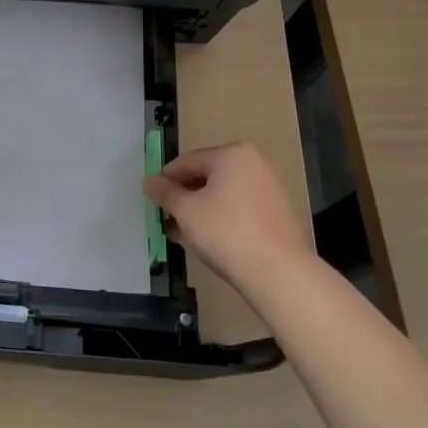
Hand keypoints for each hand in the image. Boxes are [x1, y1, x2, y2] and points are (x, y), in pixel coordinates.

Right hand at [142, 143, 314, 295]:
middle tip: (165, 216)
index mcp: (233, 154)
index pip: (188, 161)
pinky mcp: (277, 214)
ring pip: (223, 195)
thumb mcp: (186, 210)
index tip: (152, 197)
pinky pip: (239, 209)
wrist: (279, 272)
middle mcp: (255, 164)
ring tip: (180, 233)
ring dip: (199, 211)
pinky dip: (220, 219)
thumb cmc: (226, 231)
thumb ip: (164, 192)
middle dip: (183, 197)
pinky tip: (206, 240)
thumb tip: (148, 181)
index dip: (166, 179)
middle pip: (207, 177)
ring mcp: (269, 189)